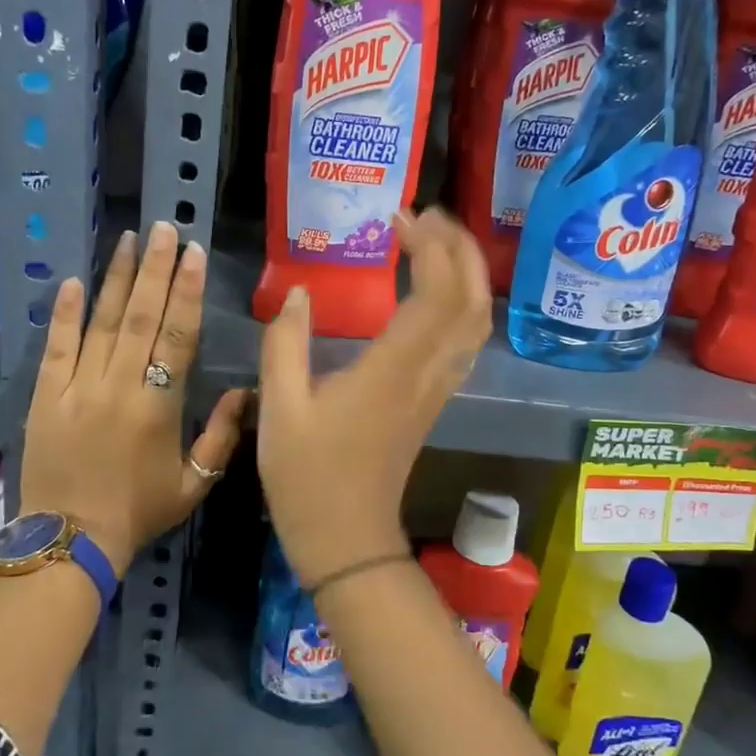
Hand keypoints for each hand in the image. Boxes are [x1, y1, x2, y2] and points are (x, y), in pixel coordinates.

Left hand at [20, 221, 247, 572]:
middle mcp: (119, 386)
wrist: (68, 542)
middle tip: (163, 228)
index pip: (177, 336)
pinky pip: (56, 348)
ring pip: (100, 323)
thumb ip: (221, 436)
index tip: (193, 254)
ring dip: (115, 279)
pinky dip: (64, 314)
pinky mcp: (46, 396)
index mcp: (158, 406)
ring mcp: (77, 388)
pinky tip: (74, 281)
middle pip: (139, 317)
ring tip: (127, 240)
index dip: (186, 292)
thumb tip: (246, 391)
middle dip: (154, 269)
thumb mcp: (193, 483)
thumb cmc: (139, 512)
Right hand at [257, 208, 492, 585]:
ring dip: (467, 274)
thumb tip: (297, 294)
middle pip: (472, 301)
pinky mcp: (434, 401)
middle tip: (428, 216)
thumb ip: (284, 344)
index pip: (436, 294)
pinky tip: (436, 291)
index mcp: (392, 370)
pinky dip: (462, 304)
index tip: (402, 217)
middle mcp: (427, 374)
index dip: (431, 247)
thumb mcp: (279, 409)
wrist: (347, 540)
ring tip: (436, 241)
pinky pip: (465, 343)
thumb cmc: (308, 478)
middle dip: (461, 249)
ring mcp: (437, 389)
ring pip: (477, 323)